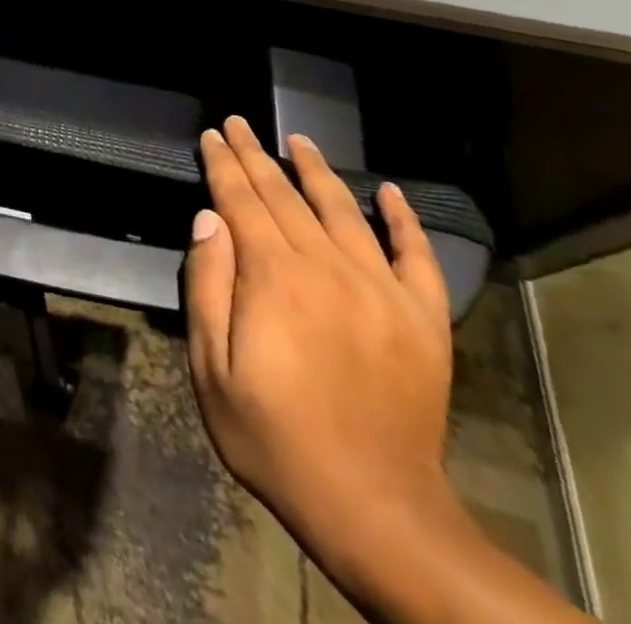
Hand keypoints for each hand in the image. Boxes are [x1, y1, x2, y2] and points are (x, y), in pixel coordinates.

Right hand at [184, 117, 455, 577]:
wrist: (375, 508)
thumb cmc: (274, 437)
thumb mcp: (211, 368)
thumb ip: (208, 285)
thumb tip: (209, 218)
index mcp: (274, 277)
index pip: (241, 201)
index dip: (223, 164)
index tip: (212, 134)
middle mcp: (327, 268)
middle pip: (284, 196)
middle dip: (256, 156)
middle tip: (240, 123)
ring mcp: (381, 290)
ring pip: (343, 211)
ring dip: (316, 171)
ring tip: (298, 140)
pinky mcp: (423, 318)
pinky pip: (415, 256)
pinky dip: (403, 220)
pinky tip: (389, 193)